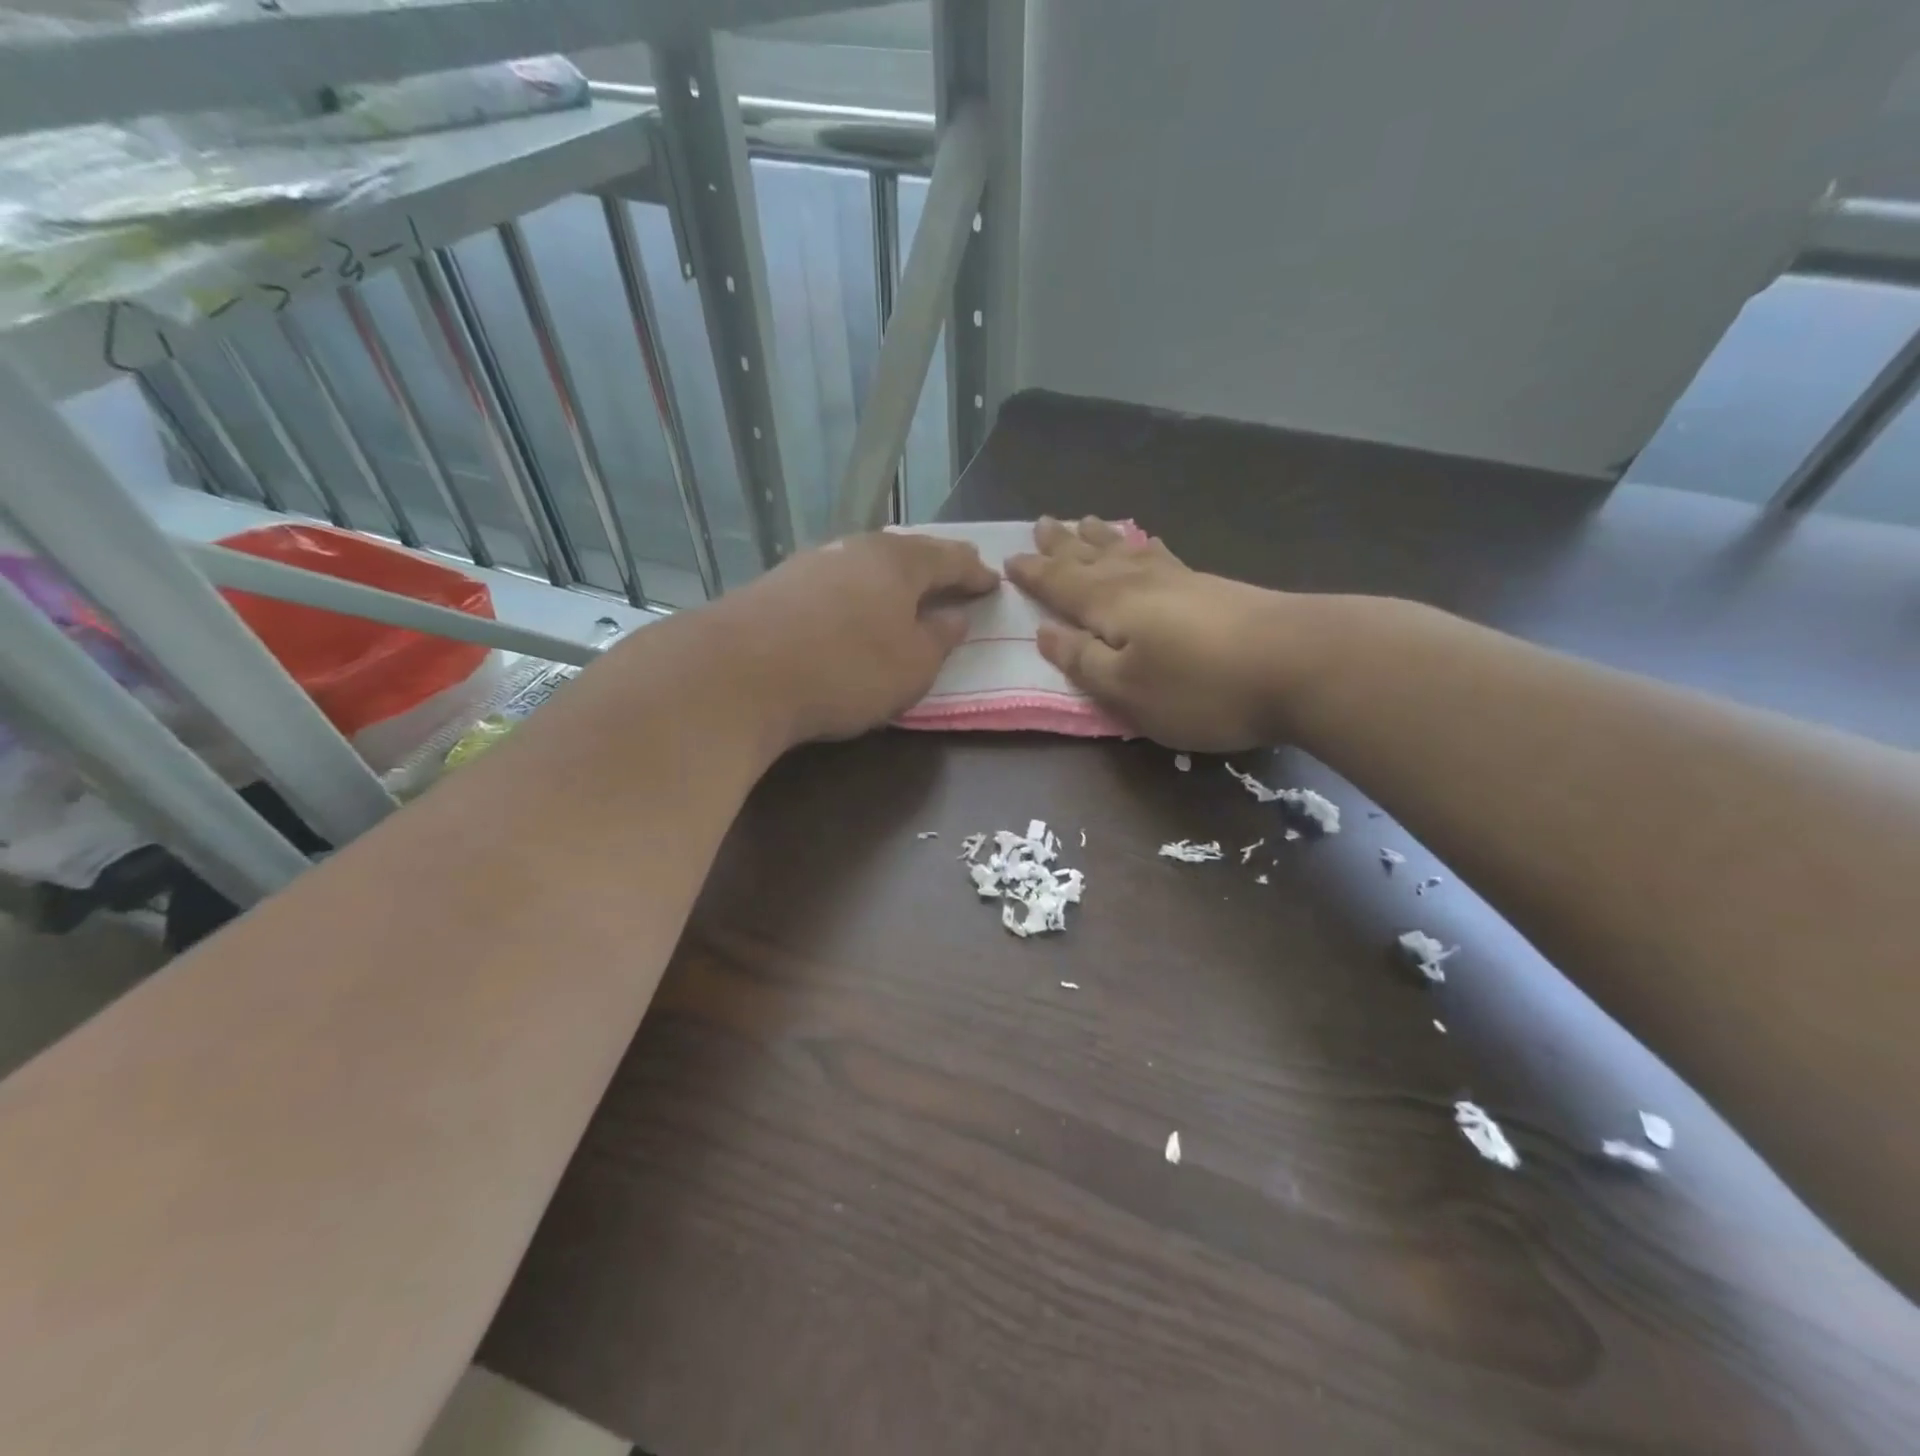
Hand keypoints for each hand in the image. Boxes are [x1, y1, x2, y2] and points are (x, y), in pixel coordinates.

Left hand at [712, 531, 998, 745]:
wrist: (739, 675)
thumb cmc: (845, 670)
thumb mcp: (912, 666)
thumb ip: (939, 639)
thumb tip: (953, 617)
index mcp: (898, 562)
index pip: (949, 559)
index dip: (973, 573)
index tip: (992, 582)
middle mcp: (855, 549)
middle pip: (905, 553)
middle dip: (932, 566)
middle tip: (953, 578)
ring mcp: (811, 563)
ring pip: (866, 565)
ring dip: (891, 579)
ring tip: (906, 595)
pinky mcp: (778, 586)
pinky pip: (835, 583)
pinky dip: (856, 594)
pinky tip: (852, 610)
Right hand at [1006, 517, 1299, 751]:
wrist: (1302, 663)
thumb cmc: (1201, 687)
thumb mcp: (1127, 689)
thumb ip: (1084, 661)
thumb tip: (1046, 634)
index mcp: (1111, 605)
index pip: (1061, 584)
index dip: (1034, 574)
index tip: (1008, 559)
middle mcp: (1140, 582)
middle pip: (1092, 558)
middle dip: (1063, 545)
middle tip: (1041, 523)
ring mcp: (1181, 580)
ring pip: (1128, 550)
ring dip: (1101, 538)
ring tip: (1084, 522)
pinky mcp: (1215, 588)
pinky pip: (1163, 555)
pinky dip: (1146, 546)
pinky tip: (1150, 544)